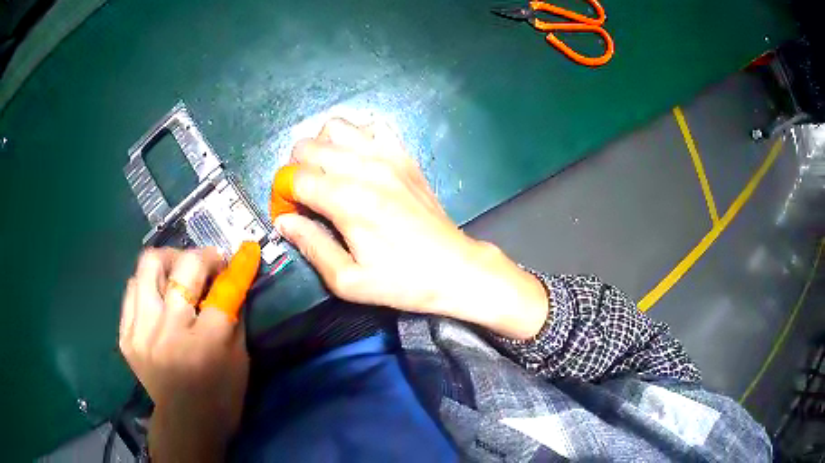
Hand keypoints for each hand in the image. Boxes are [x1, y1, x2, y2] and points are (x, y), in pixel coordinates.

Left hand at [119, 247, 253, 461]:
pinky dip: (148, 285)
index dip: (235, 266)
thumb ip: (234, 316)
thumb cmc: (221, 396)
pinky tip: (158, 296)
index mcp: (205, 343)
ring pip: (148, 266)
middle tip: (207, 263)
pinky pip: (132, 290)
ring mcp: (141, 332)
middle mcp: (168, 331)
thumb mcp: (239, 360)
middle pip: (183, 267)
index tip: (244, 251)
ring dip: (168, 262)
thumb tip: (232, 281)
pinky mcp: (126, 336)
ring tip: (177, 272)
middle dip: (202, 256)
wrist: (185, 424)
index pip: (222, 289)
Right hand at [275, 118, 547, 338]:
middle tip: (305, 197)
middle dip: (295, 170)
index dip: (283, 195)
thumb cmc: (402, 281)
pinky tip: (355, 162)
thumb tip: (284, 222)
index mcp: (348, 201)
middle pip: (308, 146)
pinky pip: (369, 128)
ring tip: (326, 175)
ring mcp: (388, 156)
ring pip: (335, 128)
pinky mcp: (404, 155)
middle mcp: (365, 169)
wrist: (454, 268)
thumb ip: (311, 246)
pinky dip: (353, 139)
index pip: (295, 178)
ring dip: (321, 148)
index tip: (289, 214)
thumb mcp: (349, 280)